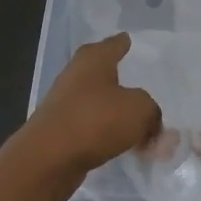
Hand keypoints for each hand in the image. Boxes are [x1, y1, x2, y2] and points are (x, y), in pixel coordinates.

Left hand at [11, 32, 162, 188]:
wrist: (48, 159)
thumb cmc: (95, 120)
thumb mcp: (139, 109)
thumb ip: (152, 112)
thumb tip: (150, 121)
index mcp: (93, 59)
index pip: (114, 44)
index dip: (123, 43)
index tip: (129, 40)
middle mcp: (77, 76)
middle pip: (107, 76)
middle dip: (127, 85)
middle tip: (148, 92)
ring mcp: (67, 104)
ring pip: (103, 106)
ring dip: (122, 116)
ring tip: (146, 130)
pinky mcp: (63, 132)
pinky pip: (96, 129)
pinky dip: (112, 135)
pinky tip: (129, 148)